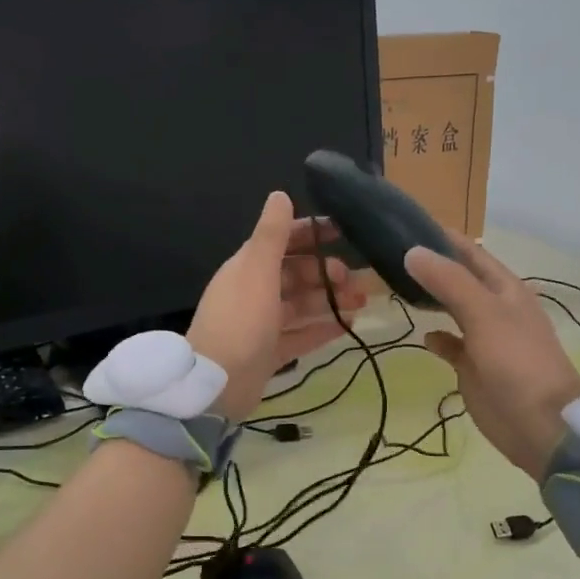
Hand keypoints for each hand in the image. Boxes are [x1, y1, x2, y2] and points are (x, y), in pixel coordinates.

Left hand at [187, 192, 367, 421]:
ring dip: (330, 300)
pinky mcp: (269, 353)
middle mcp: (254, 292)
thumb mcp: (257, 270)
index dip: (311, 233)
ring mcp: (262, 324)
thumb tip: (280, 194)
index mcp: (248, 268)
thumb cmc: (240, 320)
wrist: (217, 384)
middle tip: (355, 280)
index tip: (343, 231)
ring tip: (362, 302)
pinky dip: (323, 329)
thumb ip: (272, 234)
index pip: (282, 241)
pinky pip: (301, 335)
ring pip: (302, 305)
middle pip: (295, 275)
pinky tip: (349, 326)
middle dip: (326, 273)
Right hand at [405, 238, 579, 481]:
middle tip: (389, 255)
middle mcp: (494, 308)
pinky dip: (437, 338)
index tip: (405, 224)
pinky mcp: (473, 367)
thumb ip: (449, 282)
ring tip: (396, 286)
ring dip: (430, 298)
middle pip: (458, 279)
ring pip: (452, 309)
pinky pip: (451, 345)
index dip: (442, 237)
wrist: (541, 424)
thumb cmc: (517, 362)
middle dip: (431, 266)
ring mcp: (484, 339)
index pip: (470, 252)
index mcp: (504, 289)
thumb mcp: (484, 314)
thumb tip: (412, 251)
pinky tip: (423, 336)